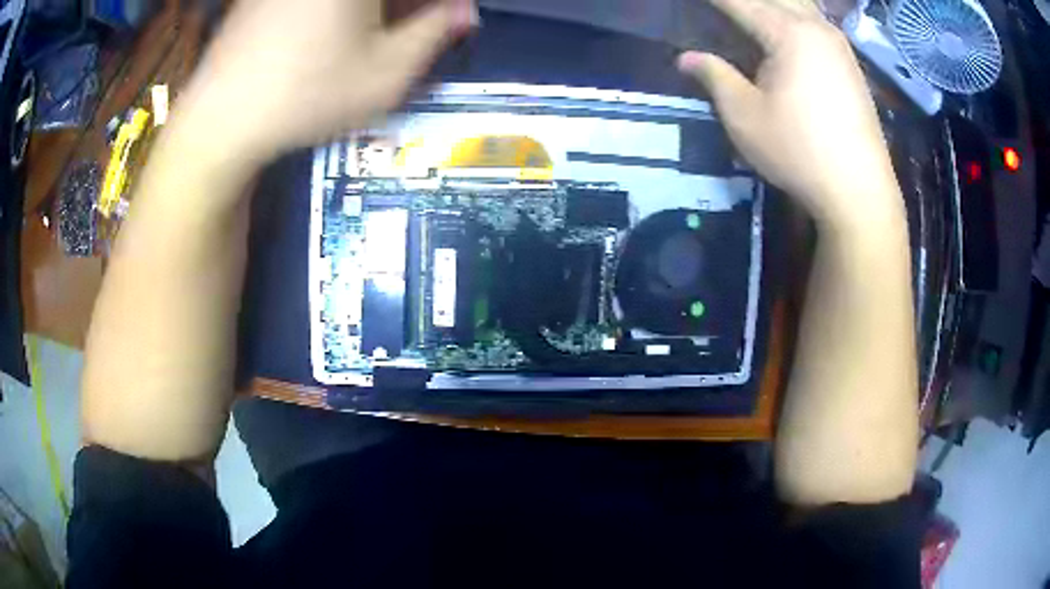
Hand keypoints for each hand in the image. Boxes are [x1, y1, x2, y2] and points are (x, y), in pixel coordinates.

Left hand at [179, 0, 477, 162]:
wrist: (221, 121)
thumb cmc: (308, 95)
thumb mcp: (387, 72)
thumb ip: (435, 32)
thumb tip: (464, 10)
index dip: (435, 9)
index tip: (444, 20)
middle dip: (403, 9)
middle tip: (415, 27)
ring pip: (347, 0)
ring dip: (375, 11)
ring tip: (374, 36)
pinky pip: (311, 2)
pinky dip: (337, 12)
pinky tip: (333, 34)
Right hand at [678, 0, 899, 225]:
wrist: (859, 190)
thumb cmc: (799, 151)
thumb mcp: (744, 116)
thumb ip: (714, 77)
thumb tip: (686, 58)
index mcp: (787, 33)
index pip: (740, 1)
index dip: (716, 0)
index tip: (697, 2)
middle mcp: (816, 28)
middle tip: (726, 8)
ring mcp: (838, 45)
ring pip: (802, 4)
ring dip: (775, 3)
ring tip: (754, 11)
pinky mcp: (850, 64)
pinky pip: (817, 21)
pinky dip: (796, 14)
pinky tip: (789, 23)